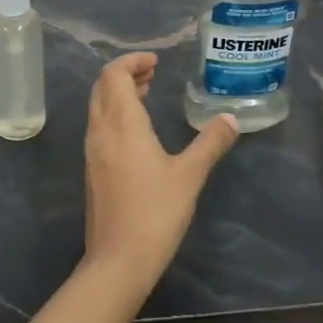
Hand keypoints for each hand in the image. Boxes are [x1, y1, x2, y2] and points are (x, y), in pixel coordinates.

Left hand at [82, 53, 237, 294]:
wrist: (118, 261)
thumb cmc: (155, 212)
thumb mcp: (190, 175)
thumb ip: (210, 143)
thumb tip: (230, 118)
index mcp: (121, 124)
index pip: (114, 75)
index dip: (132, 61)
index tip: (156, 62)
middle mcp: (100, 132)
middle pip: (102, 87)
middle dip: (125, 74)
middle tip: (153, 74)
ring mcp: (92, 152)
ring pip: (99, 107)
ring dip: (119, 94)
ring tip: (147, 94)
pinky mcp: (93, 171)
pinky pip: (100, 127)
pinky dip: (116, 114)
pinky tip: (138, 131)